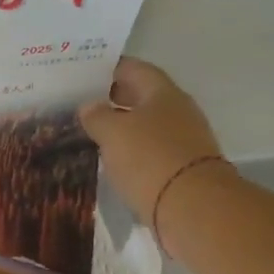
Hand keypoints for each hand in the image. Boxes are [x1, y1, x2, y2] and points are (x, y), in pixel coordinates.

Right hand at [79, 59, 229, 252]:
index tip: (84, 72)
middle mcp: (177, 110)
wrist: (191, 205)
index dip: (110, 68)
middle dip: (113, 97)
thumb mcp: (112, 132)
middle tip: (82, 103)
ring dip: (122, 125)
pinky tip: (112, 158)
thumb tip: (89, 105)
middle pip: (142, 95)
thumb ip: (97, 115)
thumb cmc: (149, 158)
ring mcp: (183, 139)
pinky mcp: (181, 166)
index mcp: (163, 93)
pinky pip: (151, 148)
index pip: (134, 69)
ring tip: (92, 132)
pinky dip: (131, 149)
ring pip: (146, 123)